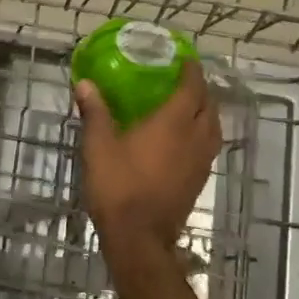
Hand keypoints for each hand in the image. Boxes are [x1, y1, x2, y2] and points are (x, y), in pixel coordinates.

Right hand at [74, 61, 220, 252]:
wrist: (139, 238)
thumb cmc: (118, 186)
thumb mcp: (98, 145)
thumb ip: (95, 112)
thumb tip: (85, 83)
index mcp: (173, 124)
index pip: (191, 89)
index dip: (192, 72)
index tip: (186, 59)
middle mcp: (194, 139)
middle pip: (209, 108)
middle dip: (201, 91)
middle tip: (185, 80)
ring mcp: (199, 163)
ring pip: (213, 129)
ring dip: (206, 113)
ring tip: (189, 106)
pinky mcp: (198, 182)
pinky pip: (208, 148)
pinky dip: (202, 134)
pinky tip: (184, 139)